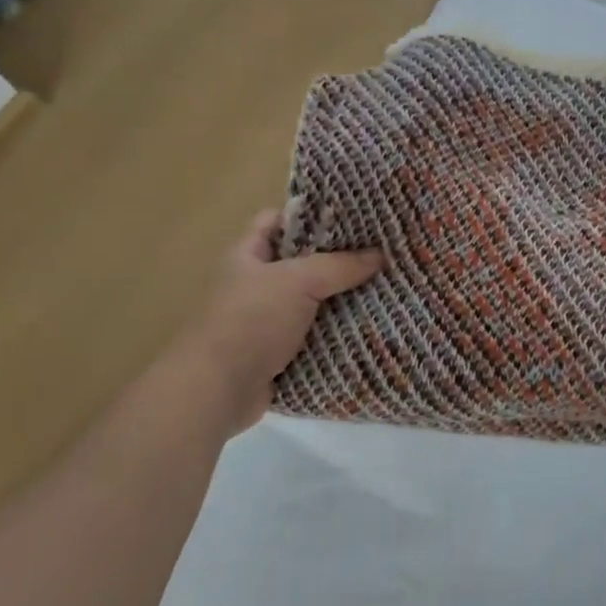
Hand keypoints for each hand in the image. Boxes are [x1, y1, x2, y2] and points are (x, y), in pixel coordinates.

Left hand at [180, 210, 383, 436]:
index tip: (352, 217)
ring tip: (386, 289)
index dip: (310, 215)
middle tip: (382, 254)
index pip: (278, 220)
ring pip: (314, 302)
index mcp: (249, 255)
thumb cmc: (252, 320)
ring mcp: (268, 321)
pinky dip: (339, 335)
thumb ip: (340, 265)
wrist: (219, 389)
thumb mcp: (298, 281)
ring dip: (344, 301)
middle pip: (303, 263)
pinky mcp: (280, 354)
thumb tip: (381, 256)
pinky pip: (316, 337)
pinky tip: (372, 328)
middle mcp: (257, 284)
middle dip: (340, 260)